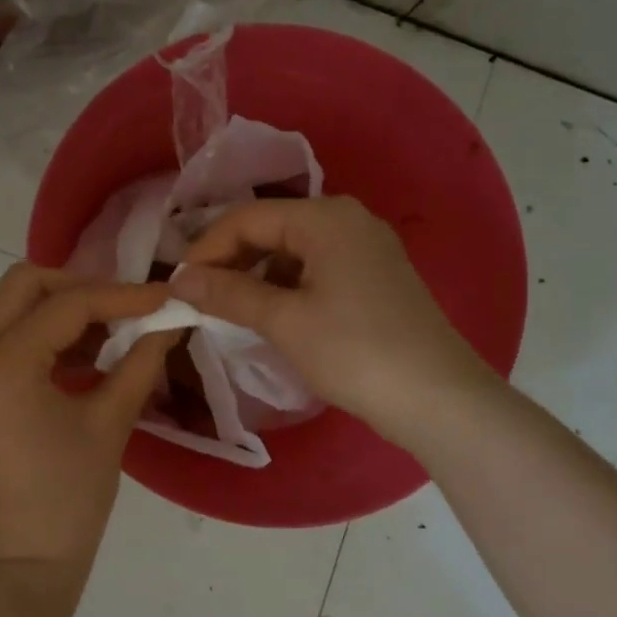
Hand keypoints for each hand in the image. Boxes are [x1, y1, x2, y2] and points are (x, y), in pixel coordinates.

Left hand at [0, 265, 174, 585]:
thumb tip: (171, 321)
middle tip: (126, 309)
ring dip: (61, 310)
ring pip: (12, 308)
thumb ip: (141, 361)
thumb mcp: (110, 423)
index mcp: (1, 361)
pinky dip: (44, 335)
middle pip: (25, 285)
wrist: (20, 567)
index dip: (123, 296)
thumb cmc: (67, 498)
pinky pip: (5, 339)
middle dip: (80, 288)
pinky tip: (85, 358)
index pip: (68, 304)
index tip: (166, 297)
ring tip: (112, 333)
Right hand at [170, 196, 493, 447]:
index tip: (178, 285)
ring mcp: (367, 247)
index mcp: (325, 217)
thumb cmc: (355, 352)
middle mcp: (348, 219)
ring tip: (230, 309)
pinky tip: (273, 315)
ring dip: (257, 275)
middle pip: (271, 228)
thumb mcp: (284, 321)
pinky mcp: (377, 276)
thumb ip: (228, 293)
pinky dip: (287, 286)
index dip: (206, 249)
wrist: (438, 399)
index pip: (247, 217)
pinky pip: (317, 268)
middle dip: (231, 260)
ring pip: (293, 250)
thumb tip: (179, 279)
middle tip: (199, 297)